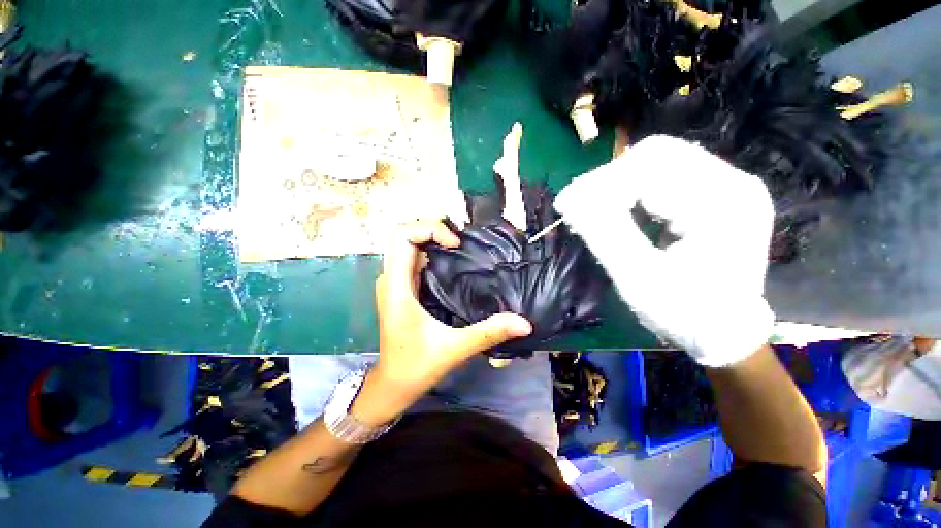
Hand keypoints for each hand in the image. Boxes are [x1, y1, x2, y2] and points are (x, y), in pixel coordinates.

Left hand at [351, 221, 532, 425]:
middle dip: (432, 229)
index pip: (402, 237)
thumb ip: (488, 333)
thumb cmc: (416, 367)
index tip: (455, 243)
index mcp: (397, 287)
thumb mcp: (454, 348)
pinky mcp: (402, 288)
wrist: (392, 384)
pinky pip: (413, 258)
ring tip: (461, 244)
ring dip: (432, 239)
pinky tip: (453, 260)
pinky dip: (431, 251)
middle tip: (462, 238)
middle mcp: (391, 279)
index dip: (429, 230)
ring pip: (408, 245)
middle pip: (404, 236)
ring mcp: (395, 283)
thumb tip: (524, 323)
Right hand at [554, 135, 775, 366]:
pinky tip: (616, 210)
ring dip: (617, 184)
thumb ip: (604, 233)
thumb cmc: (684, 313)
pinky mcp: (714, 195)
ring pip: (657, 162)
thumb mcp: (639, 278)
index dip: (601, 182)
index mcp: (722, 204)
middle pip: (655, 155)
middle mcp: (732, 183)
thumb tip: (569, 200)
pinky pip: (664, 177)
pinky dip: (631, 190)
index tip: (566, 204)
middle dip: (608, 179)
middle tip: (579, 206)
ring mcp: (726, 185)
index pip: (650, 167)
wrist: (723, 332)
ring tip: (592, 210)